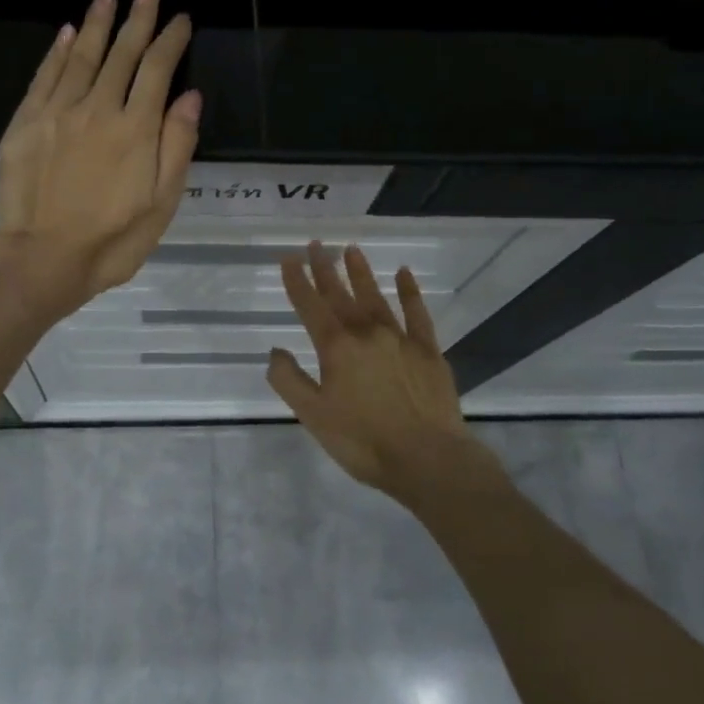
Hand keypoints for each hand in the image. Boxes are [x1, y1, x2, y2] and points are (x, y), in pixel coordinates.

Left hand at [0, 0, 199, 316]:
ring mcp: (57, 113)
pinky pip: (46, 76)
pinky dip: (59, 51)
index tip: (180, 19)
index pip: (158, 70)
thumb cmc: (111, 240)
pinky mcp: (26, 123)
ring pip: (82, 56)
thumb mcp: (161, 204)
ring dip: (98, 22)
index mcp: (136, 130)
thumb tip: (190, 97)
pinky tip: (70, 32)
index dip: (171, 41)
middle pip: (122, 53)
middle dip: (138, 17)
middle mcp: (97, 109)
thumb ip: (177, 147)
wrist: (42, 259)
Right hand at [268, 242, 484, 503]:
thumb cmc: (363, 441)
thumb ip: (290, 380)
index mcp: (336, 348)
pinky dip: (409, 291)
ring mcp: (400, 338)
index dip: (297, 281)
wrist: (427, 459)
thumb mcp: (313, 416)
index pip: (311, 306)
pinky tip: (404, 274)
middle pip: (341, 295)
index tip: (289, 258)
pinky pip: (416, 312)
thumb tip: (276, 351)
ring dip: (361, 273)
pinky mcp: (428, 350)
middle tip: (316, 245)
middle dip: (325, 269)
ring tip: (351, 249)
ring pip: (376, 297)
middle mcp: (367, 333)